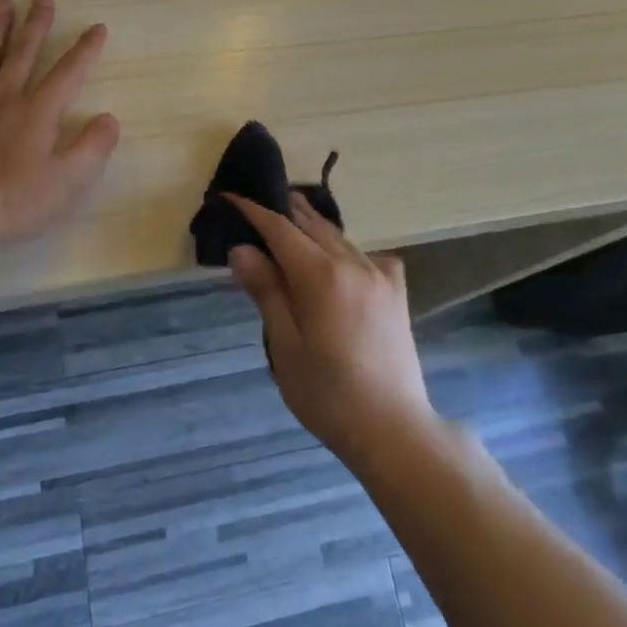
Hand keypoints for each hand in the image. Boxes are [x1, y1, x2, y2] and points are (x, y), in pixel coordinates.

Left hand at [0, 0, 119, 246]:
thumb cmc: (12, 202)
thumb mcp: (66, 182)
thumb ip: (92, 147)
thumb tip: (110, 117)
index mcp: (37, 112)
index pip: (68, 73)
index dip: (85, 50)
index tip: (96, 27)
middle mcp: (3, 97)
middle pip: (23, 54)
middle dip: (36, 25)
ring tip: (1, 2)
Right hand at [226, 193, 436, 471]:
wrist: (393, 429)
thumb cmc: (328, 395)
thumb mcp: (285, 347)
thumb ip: (266, 292)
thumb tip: (242, 249)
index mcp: (320, 276)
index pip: (280, 229)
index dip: (254, 211)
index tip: (231, 197)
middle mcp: (352, 263)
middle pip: (310, 224)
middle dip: (282, 211)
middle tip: (255, 206)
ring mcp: (379, 274)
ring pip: (337, 236)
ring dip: (310, 226)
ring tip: (287, 222)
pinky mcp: (396, 290)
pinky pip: (364, 254)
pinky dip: (343, 247)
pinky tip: (336, 261)